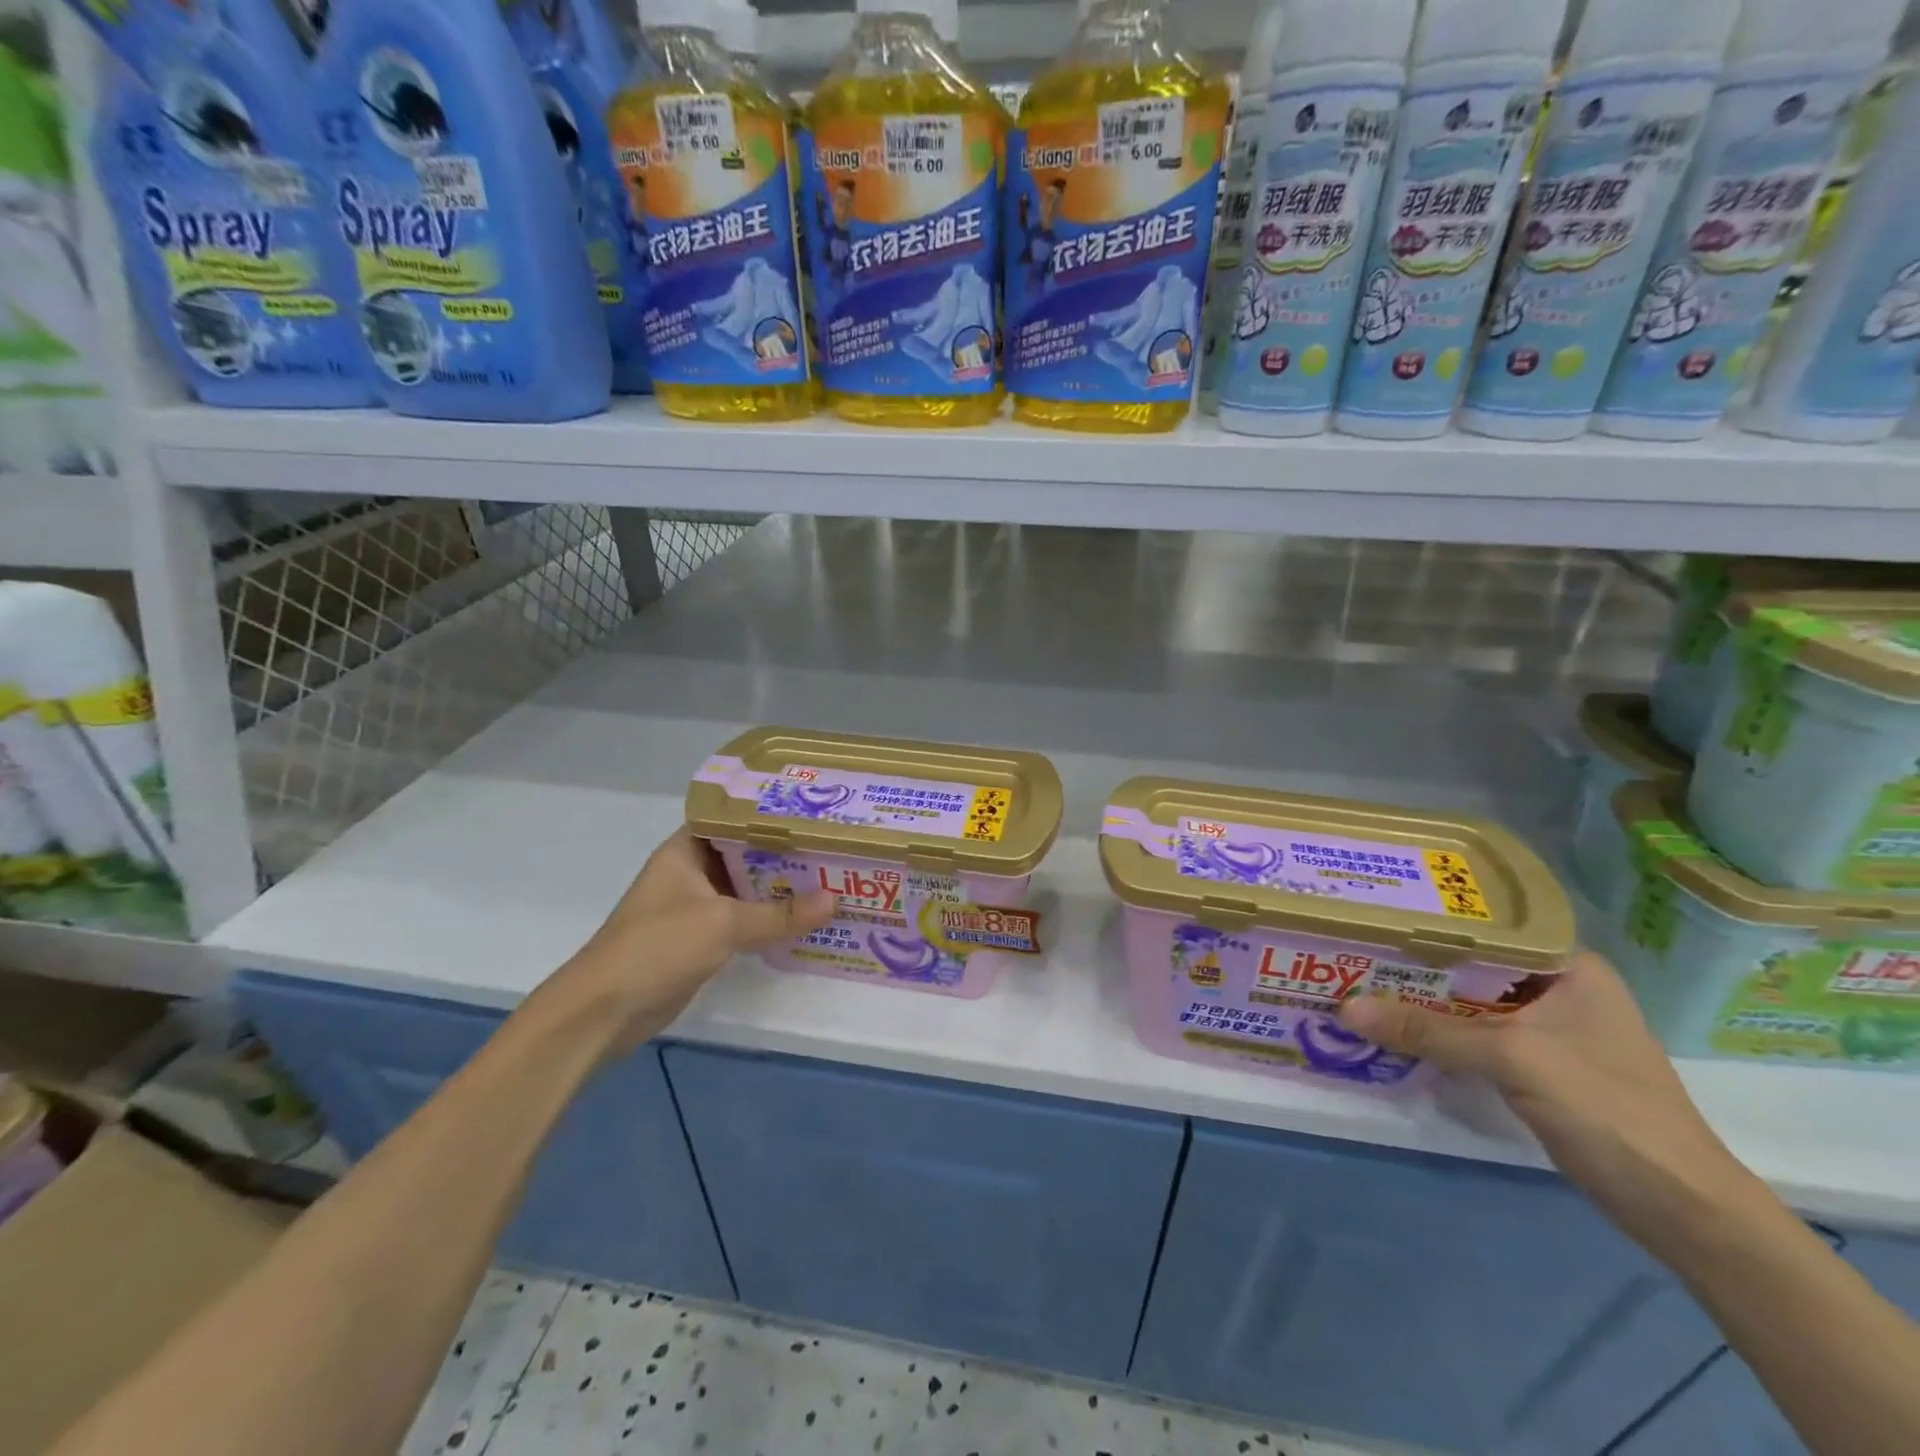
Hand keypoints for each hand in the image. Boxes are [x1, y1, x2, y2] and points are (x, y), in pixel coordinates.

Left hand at [547, 829, 836, 1054]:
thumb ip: (779, 913)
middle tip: (832, 846)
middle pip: (744, 853)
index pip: (732, 817)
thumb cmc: (659, 946)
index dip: (769, 812)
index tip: (811, 811)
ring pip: (744, 888)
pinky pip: (741, 919)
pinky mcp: (699, 938)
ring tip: (828, 877)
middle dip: (784, 853)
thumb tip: (835, 900)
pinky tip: (802, 919)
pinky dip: (767, 919)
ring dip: (779, 888)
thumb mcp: (724, 923)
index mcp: (685, 850)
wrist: (604, 1010)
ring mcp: (694, 906)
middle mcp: (690, 871)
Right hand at [1341, 952, 1753, 1249]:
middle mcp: (1558, 987)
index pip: (1484, 928)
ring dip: (1422, 1002)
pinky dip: (1439, 1034)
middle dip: (1414, 965)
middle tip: (1350, 950)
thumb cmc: (1607, 1109)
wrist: (1682, 1209)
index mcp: (1567, 965)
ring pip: (1469, 1003)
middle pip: (1471, 966)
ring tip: (1358, 983)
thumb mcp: (1511, 1058)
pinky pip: (1475, 1036)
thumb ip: (1428, 1031)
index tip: (1371, 916)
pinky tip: (1396, 1030)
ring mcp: (1549, 1029)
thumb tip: (1344, 1008)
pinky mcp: (1539, 1065)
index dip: (1427, 922)